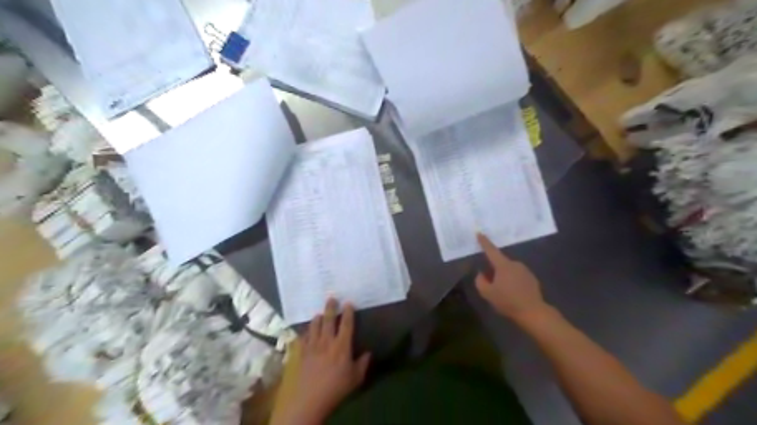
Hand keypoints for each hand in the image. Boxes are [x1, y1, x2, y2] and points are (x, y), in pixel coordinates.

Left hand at [280, 299, 369, 424]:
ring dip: (318, 318)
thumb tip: (368, 353)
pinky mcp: (300, 352)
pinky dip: (306, 332)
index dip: (348, 312)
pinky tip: (307, 331)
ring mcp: (312, 345)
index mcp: (341, 346)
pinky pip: (303, 337)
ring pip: (314, 325)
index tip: (348, 303)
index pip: (346, 324)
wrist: (308, 400)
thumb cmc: (335, 389)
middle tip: (331, 298)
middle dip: (331, 307)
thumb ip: (362, 364)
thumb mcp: (355, 379)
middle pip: (329, 319)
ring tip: (319, 314)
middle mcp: (326, 341)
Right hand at [471, 232, 550, 321]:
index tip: (479, 233)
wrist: (533, 312)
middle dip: (494, 270)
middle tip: (490, 284)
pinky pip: (518, 277)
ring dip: (504, 277)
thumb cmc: (508, 301)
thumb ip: (480, 281)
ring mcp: (525, 271)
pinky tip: (513, 294)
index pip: (491, 250)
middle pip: (500, 263)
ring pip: (509, 270)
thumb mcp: (487, 293)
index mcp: (503, 265)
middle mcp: (515, 264)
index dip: (484, 242)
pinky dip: (513, 282)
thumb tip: (482, 274)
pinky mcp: (532, 279)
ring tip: (503, 292)